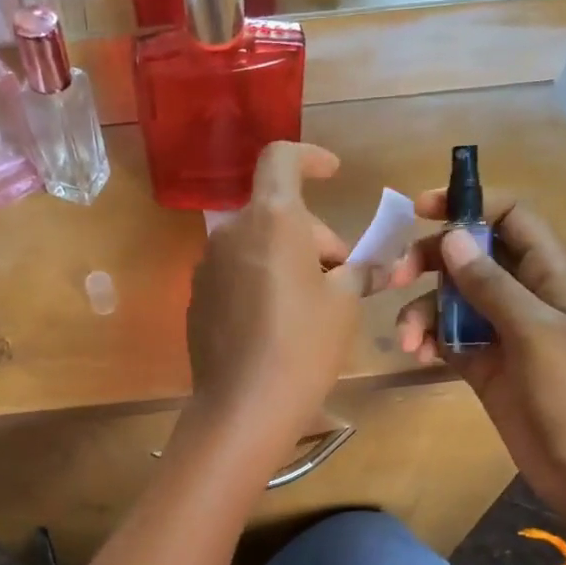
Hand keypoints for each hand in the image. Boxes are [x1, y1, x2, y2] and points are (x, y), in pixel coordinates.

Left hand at [185, 143, 402, 458]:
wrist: (244, 406)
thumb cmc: (304, 346)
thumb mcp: (344, 304)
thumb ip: (356, 270)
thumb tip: (368, 266)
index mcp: (271, 219)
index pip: (281, 158)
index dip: (310, 158)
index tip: (333, 173)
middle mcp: (231, 232)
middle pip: (275, 213)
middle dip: (312, 236)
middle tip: (339, 278)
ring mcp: (207, 267)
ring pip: (256, 245)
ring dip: (285, 259)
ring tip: (310, 306)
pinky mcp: (197, 299)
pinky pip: (236, 274)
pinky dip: (260, 282)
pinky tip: (275, 326)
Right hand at [395, 192, 565, 541]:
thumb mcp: (537, 335)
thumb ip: (493, 286)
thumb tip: (453, 237)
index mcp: (552, 276)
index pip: (511, 218)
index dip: (470, 205)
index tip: (422, 210)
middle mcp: (526, 297)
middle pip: (472, 257)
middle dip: (433, 259)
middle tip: (397, 275)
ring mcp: (504, 335)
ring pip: (452, 300)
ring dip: (423, 310)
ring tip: (409, 341)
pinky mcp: (485, 369)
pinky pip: (448, 339)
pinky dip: (428, 341)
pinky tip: (418, 355)